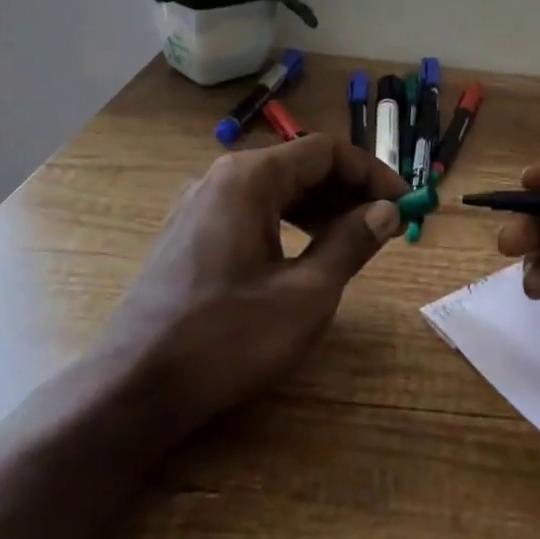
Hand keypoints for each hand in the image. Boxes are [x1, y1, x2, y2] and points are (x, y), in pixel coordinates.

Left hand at [106, 135, 407, 435]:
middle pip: (299, 165)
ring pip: (275, 189)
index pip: (326, 151)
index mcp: (250, 178)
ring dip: (320, 207)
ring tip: (354, 239)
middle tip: (386, 224)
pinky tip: (305, 253)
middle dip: (348, 190)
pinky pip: (250, 211)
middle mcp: (221, 178)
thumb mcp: (306, 294)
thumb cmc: (228, 338)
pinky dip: (288, 222)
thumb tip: (387, 211)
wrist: (135, 386)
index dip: (372, 173)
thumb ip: (351, 243)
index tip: (405, 203)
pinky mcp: (188, 233)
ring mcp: (199, 205)